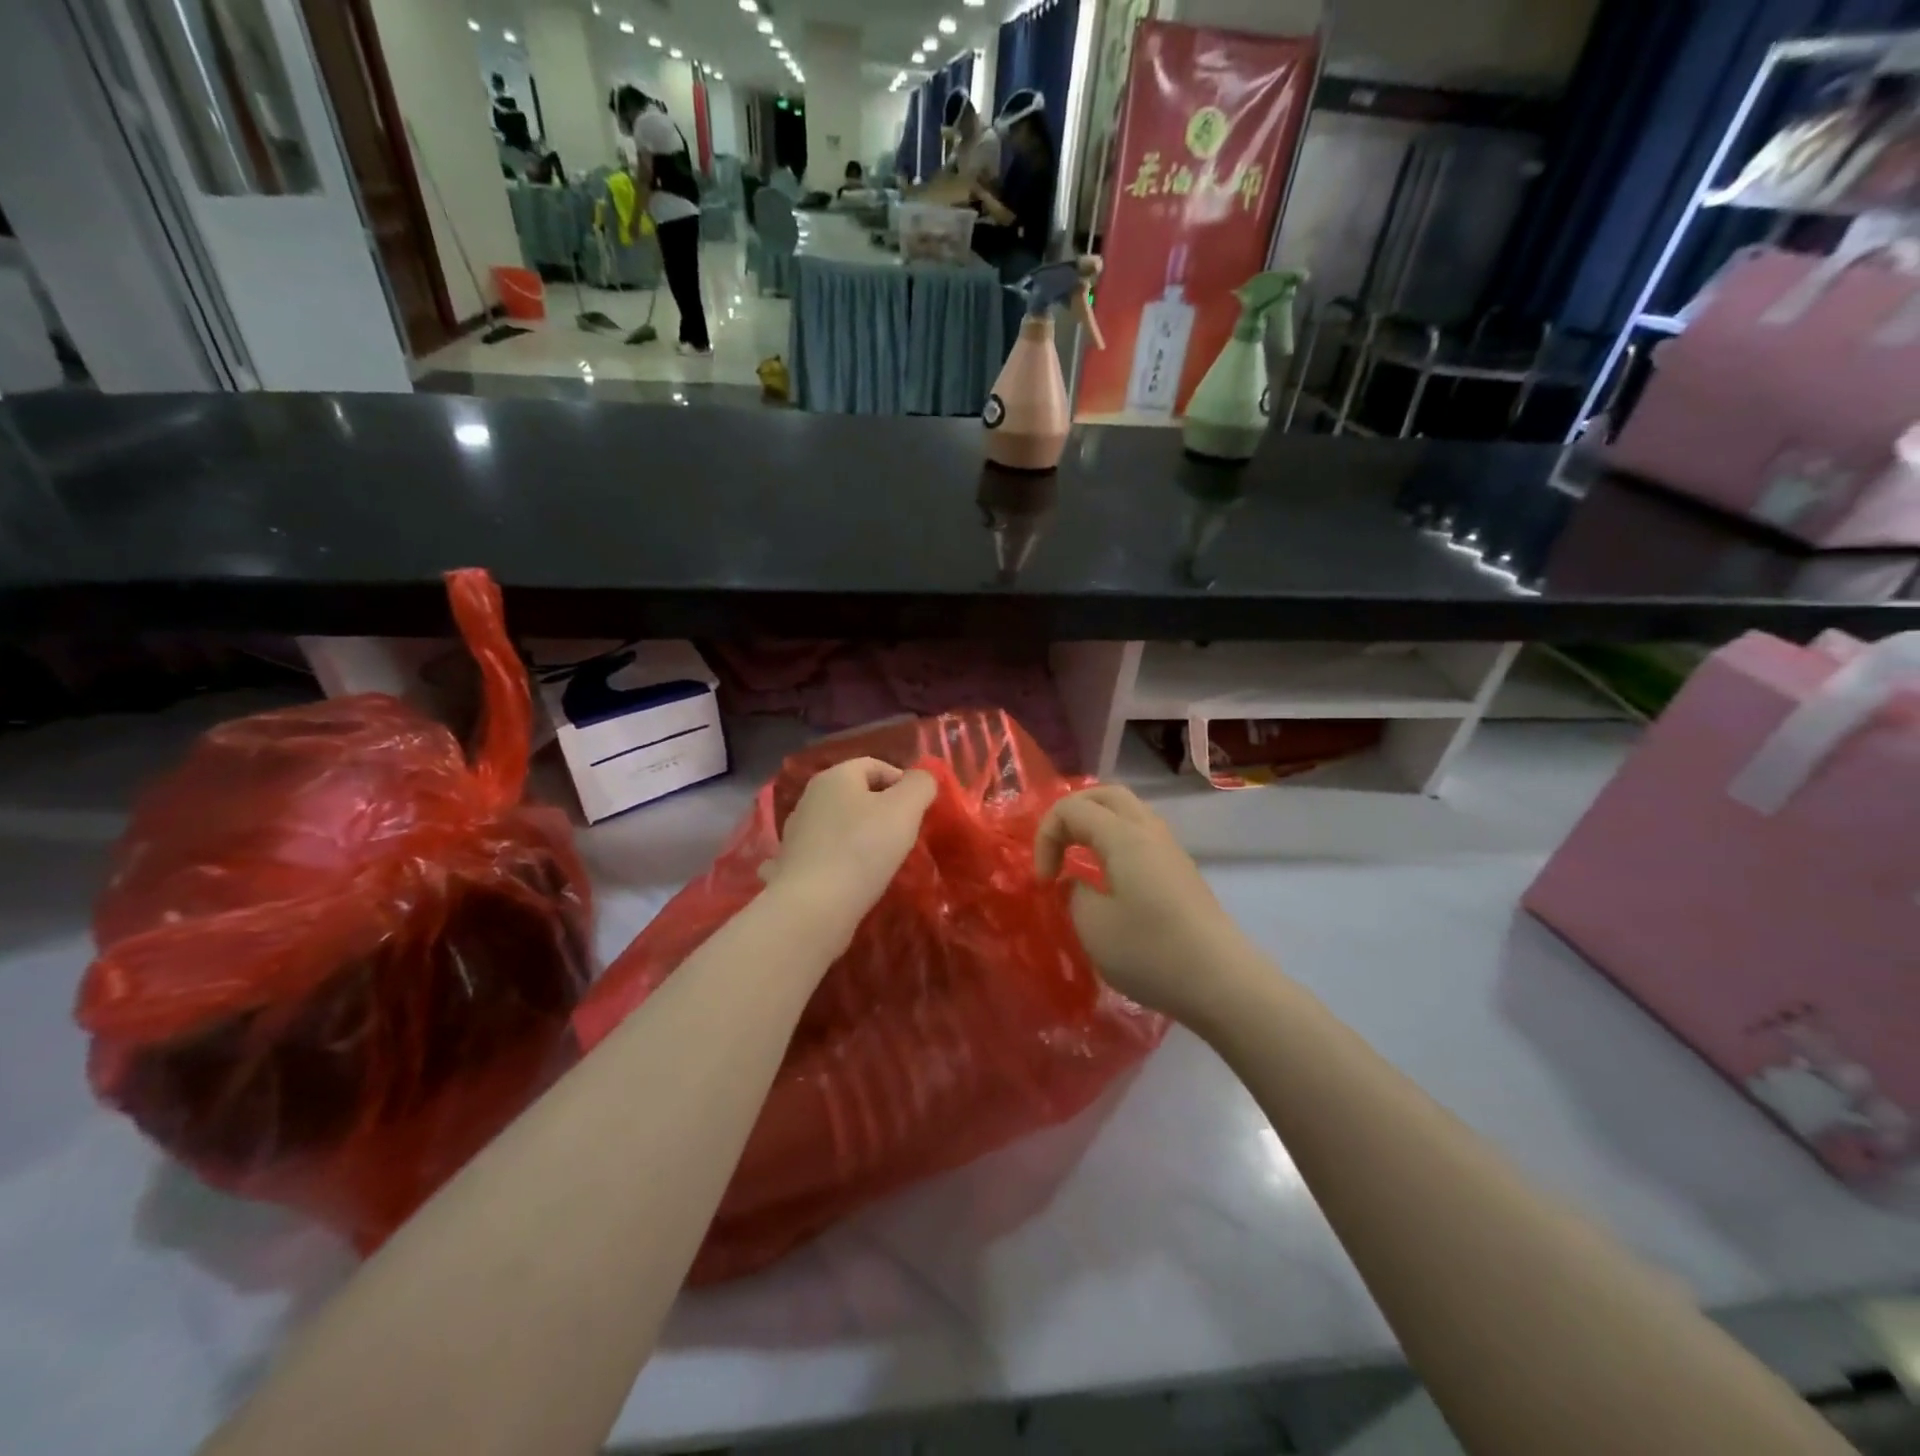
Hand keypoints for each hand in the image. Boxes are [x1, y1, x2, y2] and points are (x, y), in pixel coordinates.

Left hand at [763, 758, 936, 926]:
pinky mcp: (792, 865)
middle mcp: (810, 798)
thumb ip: (920, 785)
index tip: (919, 811)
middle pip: (857, 795)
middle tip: (904, 836)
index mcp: (834, 777)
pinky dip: (843, 860)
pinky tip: (855, 878)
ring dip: (863, 837)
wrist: (812, 907)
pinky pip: (827, 854)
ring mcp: (797, 833)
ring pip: (841, 825)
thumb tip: (921, 779)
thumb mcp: (905, 809)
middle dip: (884, 811)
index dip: (902, 782)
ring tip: (883, 861)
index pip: (875, 765)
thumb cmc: (862, 849)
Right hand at [1035, 787, 1247, 1023]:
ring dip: (1096, 826)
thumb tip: (1077, 883)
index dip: (1046, 837)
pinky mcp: (1181, 873)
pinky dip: (1115, 843)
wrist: (1222, 983)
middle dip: (1072, 813)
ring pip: (1128, 813)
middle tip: (1056, 848)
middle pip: (1106, 795)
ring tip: (1079, 860)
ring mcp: (1170, 851)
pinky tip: (1109, 878)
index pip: (1072, 808)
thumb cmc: (1150, 951)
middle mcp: (1149, 832)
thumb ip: (1074, 894)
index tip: (1044, 881)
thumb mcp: (1093, 925)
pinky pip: (1142, 837)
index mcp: (1123, 836)